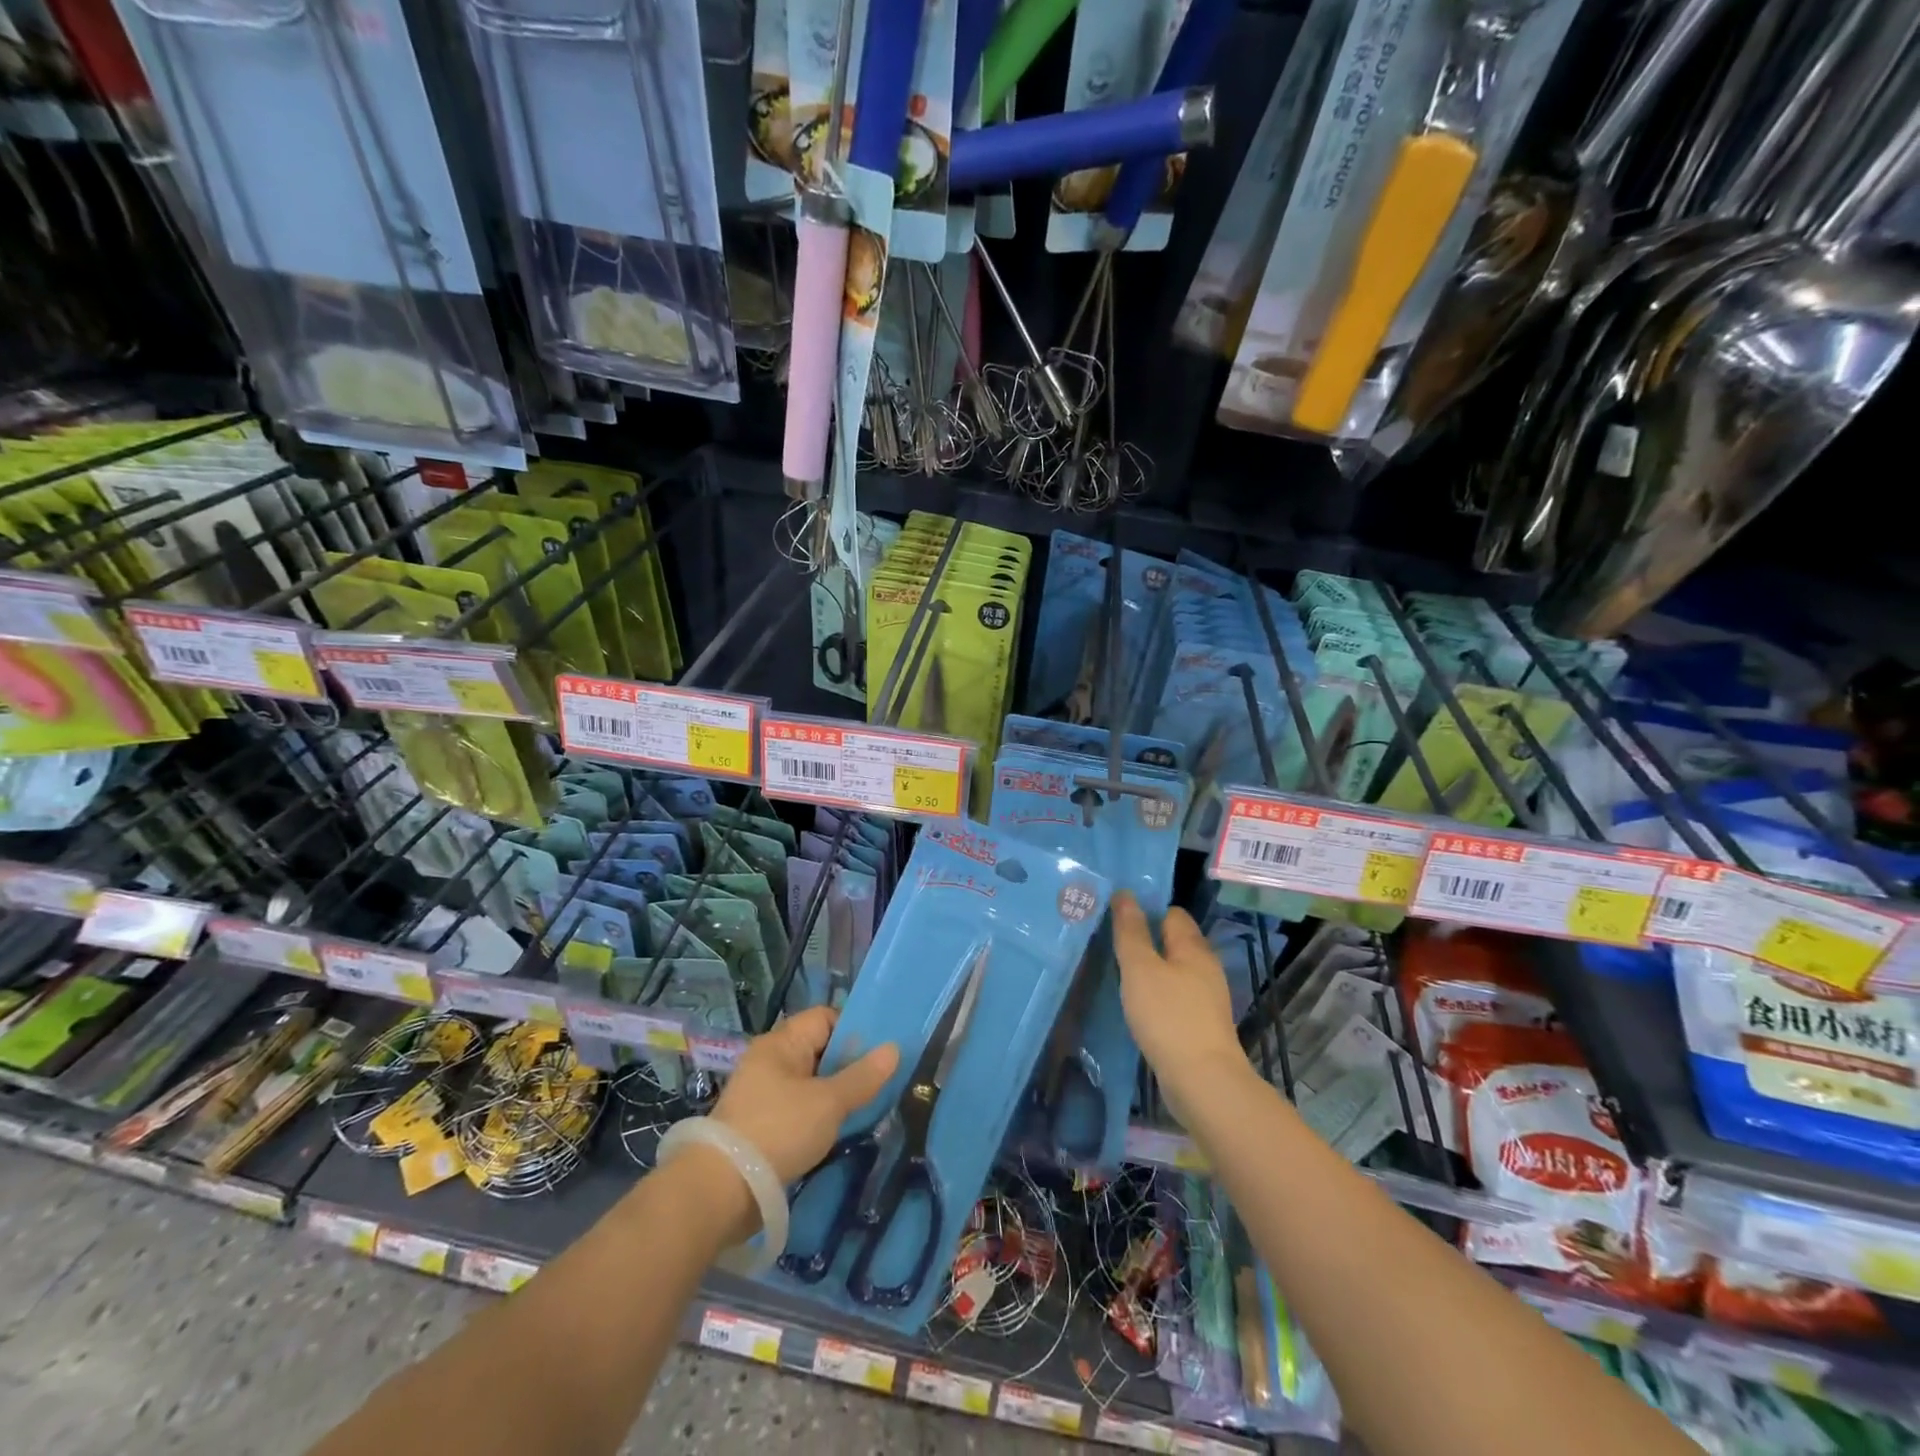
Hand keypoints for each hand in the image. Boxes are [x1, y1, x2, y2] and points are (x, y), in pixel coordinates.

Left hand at [711, 1007, 898, 1186]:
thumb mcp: (829, 1103)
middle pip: (819, 1050)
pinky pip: (799, 1108)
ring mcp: (762, 1093)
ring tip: (866, 1109)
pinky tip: (838, 1131)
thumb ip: (862, 1076)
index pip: (825, 1018)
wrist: (721, 1191)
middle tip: (881, 1084)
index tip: (880, 1053)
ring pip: (811, 1082)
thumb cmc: (779, 1130)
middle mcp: (770, 1061)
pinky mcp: (760, 1125)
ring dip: (835, 1094)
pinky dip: (819, 1116)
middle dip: (849, 1065)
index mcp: (781, 1042)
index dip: (854, 1030)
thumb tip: (894, 1048)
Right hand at [1111, 892, 1244, 1116]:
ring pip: (1173, 971)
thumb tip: (1125, 894)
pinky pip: (1174, 997)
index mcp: (1193, 947)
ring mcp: (1205, 998)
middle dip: (1145, 940)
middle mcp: (1204, 968)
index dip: (1145, 911)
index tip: (1115, 918)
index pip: (1171, 914)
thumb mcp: (1140, 968)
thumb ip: (1131, 931)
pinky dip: (1156, 996)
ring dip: (1149, 971)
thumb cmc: (1168, 1016)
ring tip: (1116, 974)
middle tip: (1108, 944)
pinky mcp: (1200, 1025)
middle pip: (1173, 942)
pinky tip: (1136, 1006)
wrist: (1203, 1082)